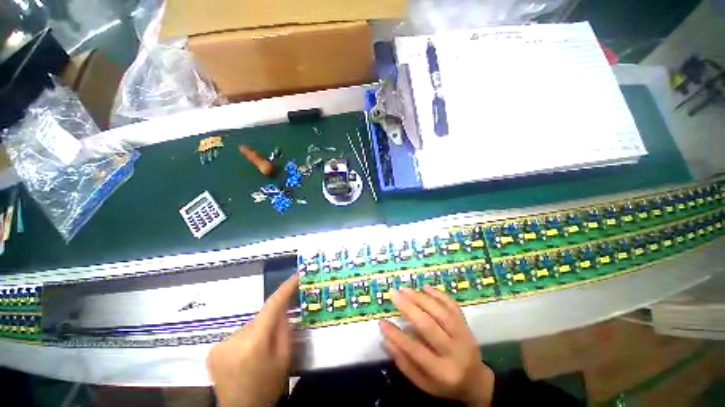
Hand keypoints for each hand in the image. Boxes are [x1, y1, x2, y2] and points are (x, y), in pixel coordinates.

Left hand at [207, 274, 298, 406]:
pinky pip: (238, 334)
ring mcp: (220, 344)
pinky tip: (247, 354)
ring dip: (258, 331)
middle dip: (271, 320)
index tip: (296, 275)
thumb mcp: (284, 358)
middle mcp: (234, 339)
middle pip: (260, 317)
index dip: (285, 288)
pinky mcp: (213, 349)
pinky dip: (247, 338)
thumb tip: (284, 308)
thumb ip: (285, 329)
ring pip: (250, 326)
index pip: (272, 305)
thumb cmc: (267, 386)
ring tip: (261, 349)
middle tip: (278, 333)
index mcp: (254, 343)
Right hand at [380, 286, 494, 406]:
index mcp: (442, 372)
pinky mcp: (466, 324)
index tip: (381, 322)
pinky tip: (425, 287)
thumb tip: (385, 340)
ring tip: (404, 289)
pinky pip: (453, 306)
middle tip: (393, 294)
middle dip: (409, 307)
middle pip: (429, 326)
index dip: (397, 336)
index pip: (415, 350)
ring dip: (421, 298)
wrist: (476, 381)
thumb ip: (404, 363)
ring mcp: (463, 335)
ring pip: (440, 312)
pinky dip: (439, 294)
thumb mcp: (424, 383)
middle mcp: (454, 352)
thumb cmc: (445, 384)